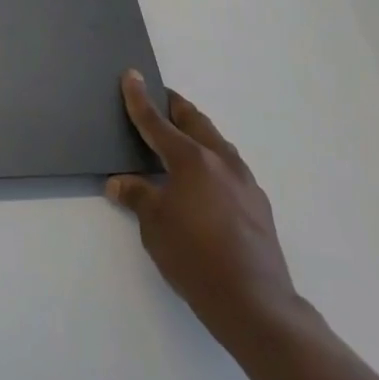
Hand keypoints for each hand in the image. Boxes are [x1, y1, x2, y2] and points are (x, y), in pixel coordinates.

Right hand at [106, 70, 303, 344]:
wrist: (254, 303)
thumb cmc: (194, 257)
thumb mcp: (154, 224)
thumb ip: (138, 195)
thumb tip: (120, 182)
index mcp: (192, 159)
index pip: (157, 122)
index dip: (140, 99)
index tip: (132, 75)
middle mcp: (221, 161)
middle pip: (195, 122)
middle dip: (175, 108)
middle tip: (159, 98)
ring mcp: (245, 183)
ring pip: (217, 143)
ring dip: (196, 133)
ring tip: (180, 138)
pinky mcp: (259, 205)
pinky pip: (230, 168)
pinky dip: (212, 161)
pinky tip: (204, 181)